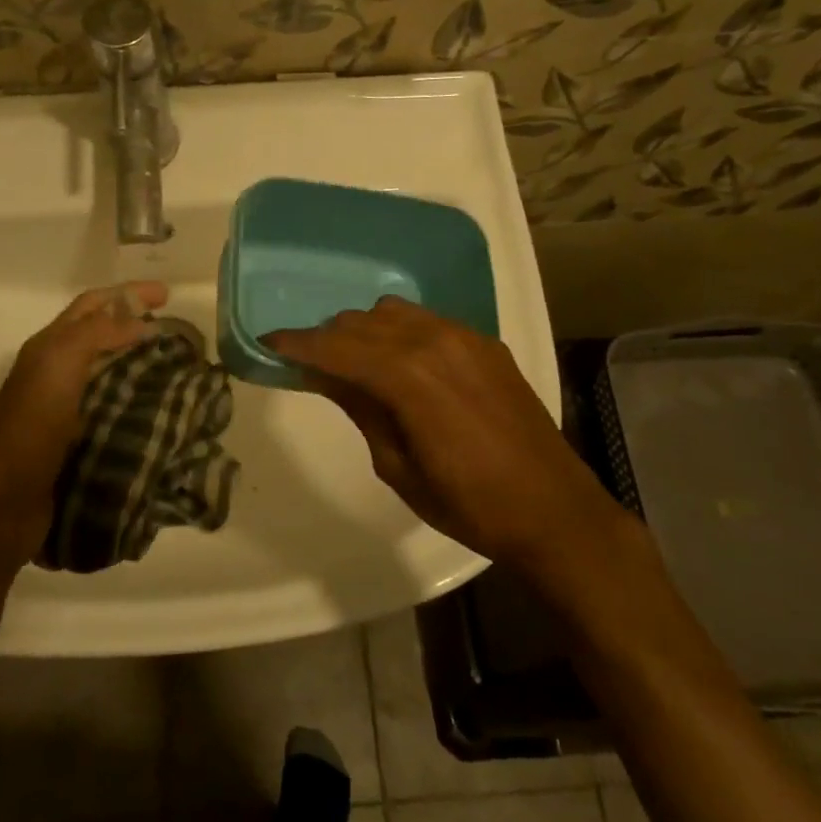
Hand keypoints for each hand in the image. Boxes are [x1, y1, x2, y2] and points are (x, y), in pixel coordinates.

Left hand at [0, 281, 167, 569]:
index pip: (92, 306)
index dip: (128, 294)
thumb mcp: (60, 364)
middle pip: (101, 338)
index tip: (168, 295)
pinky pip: (115, 415)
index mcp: (50, 348)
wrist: (0, 502)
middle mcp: (57, 374)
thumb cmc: (30, 425)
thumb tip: (141, 322)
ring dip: (142, 367)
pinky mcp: (78, 446)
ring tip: (181, 371)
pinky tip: (165, 416)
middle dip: (137, 327)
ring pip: (110, 376)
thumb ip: (97, 334)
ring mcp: (67, 411)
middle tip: (179, 333)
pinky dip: (140, 408)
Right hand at [266, 296, 607, 566]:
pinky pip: (427, 321)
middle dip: (327, 339)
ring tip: (355, 364)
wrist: (552, 509)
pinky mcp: (485, 343)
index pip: (336, 347)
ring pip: (392, 312)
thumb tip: (324, 375)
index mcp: (408, 377)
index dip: (297, 344)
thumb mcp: (396, 466)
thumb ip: (359, 408)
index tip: (268, 343)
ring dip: (363, 331)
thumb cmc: (467, 503)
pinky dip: (399, 332)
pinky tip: (401, 363)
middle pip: (360, 323)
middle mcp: (435, 341)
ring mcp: (465, 337)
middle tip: (308, 364)